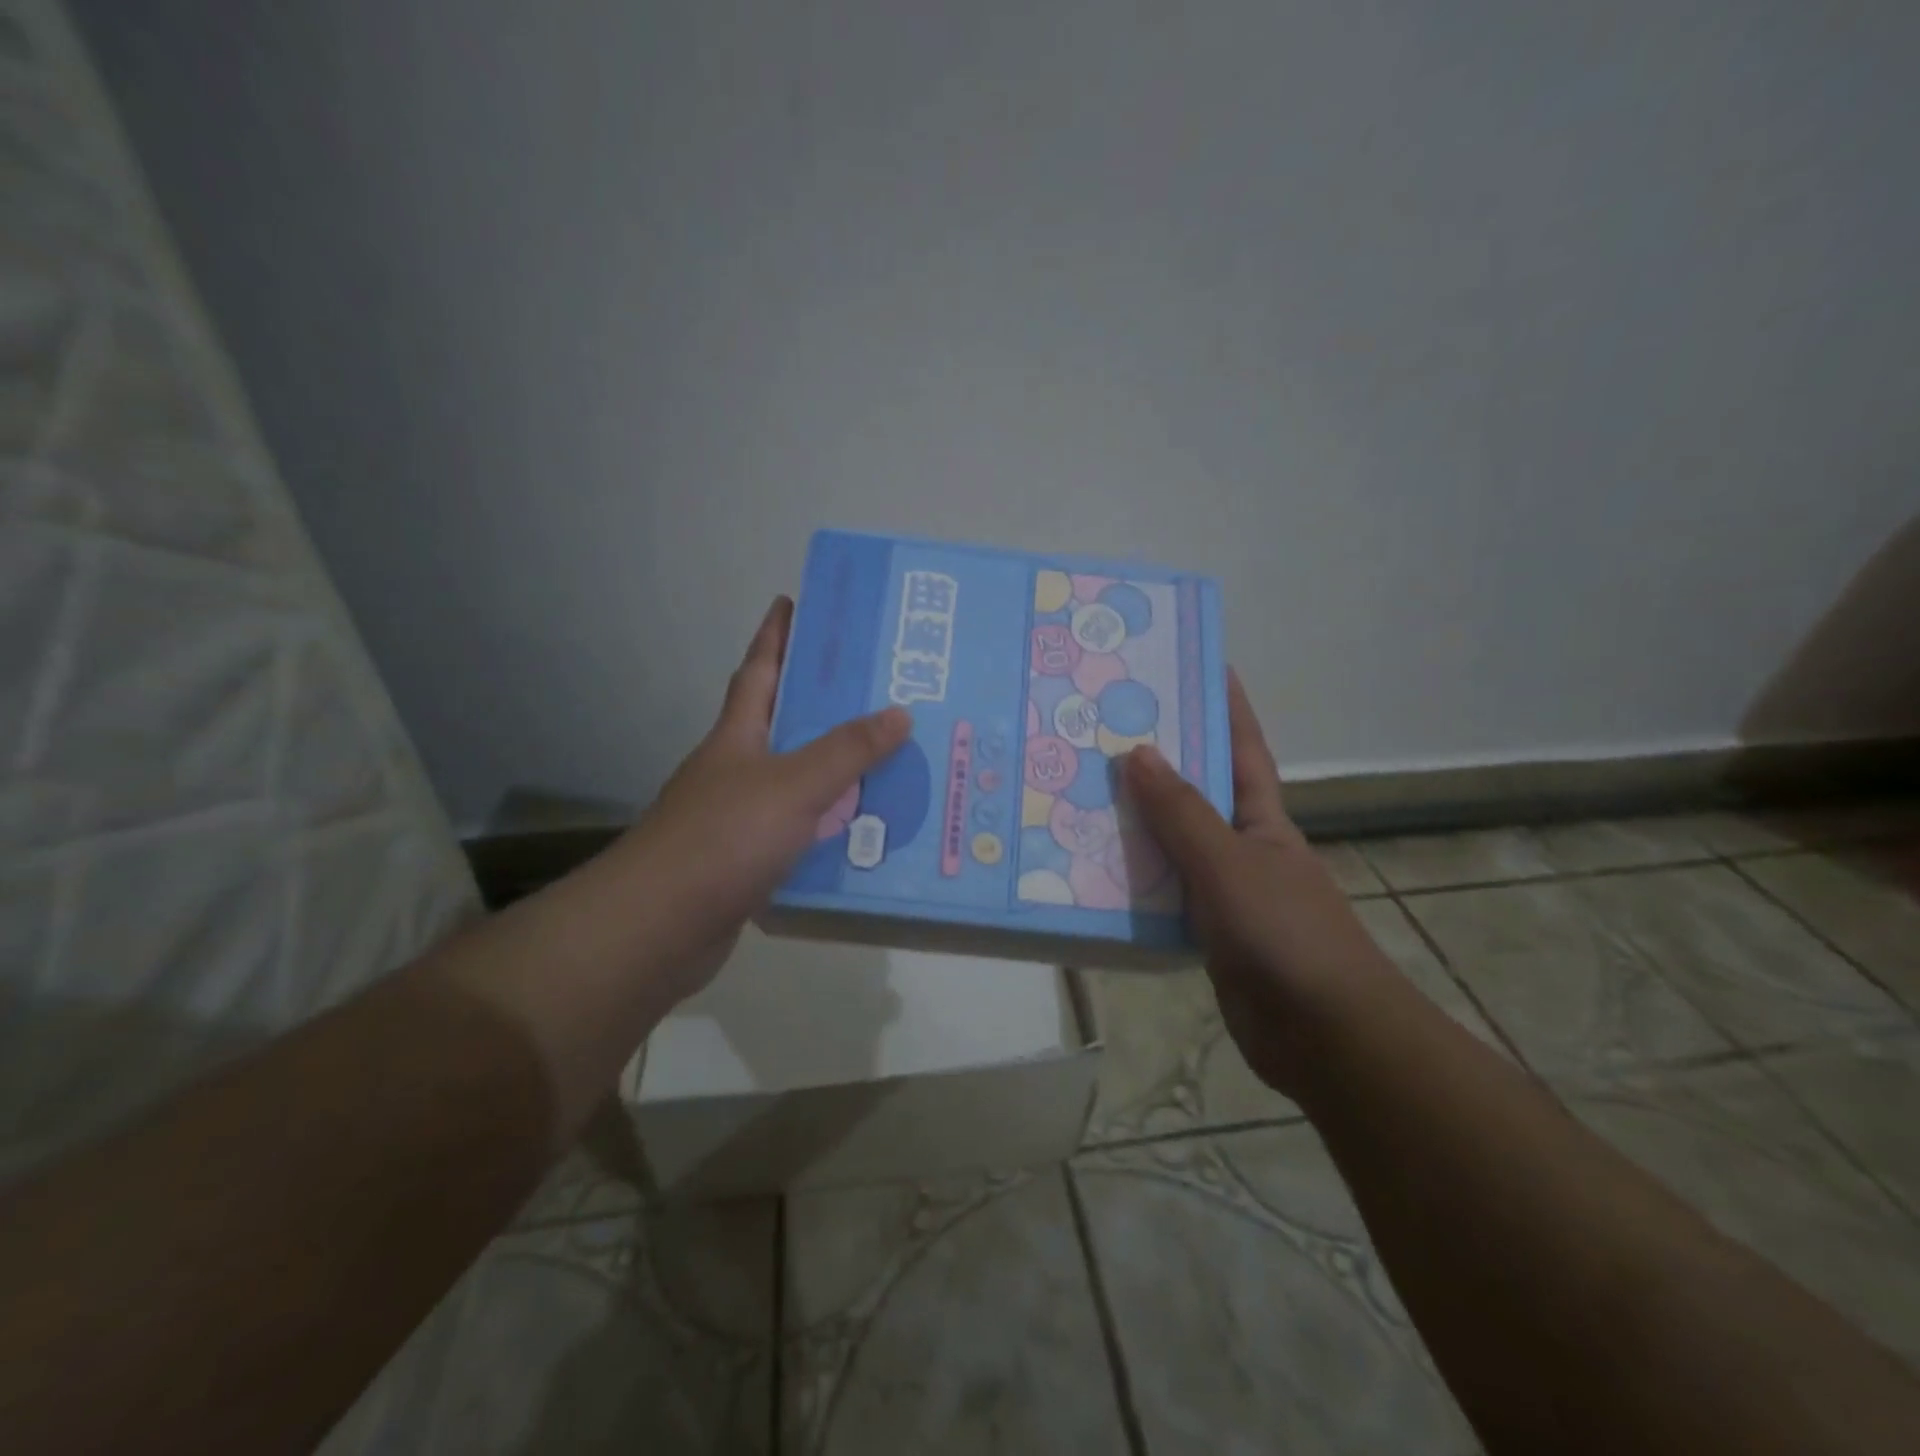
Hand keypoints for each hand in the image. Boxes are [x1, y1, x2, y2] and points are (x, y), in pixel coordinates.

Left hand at [616, 596, 909, 1001]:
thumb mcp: (794, 784)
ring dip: (835, 770)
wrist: (660, 926)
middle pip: (783, 723)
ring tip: (890, 759)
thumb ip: (847, 750)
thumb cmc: (724, 838)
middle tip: (878, 686)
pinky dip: (828, 826)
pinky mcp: (747, 861)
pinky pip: (800, 830)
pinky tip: (863, 832)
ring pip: (797, 780)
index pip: (759, 670)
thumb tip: (899, 712)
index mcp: (738, 736)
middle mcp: (736, 769)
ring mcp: (739, 816)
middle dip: (822, 701)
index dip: (776, 634)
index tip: (794, 600)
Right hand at [1122, 672, 1394, 1095]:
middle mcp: (1243, 846)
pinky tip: (1090, 871)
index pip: (1242, 748)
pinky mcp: (1206, 933)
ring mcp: (1225, 891)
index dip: (1225, 705)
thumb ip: (1181, 813)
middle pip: (1196, 794)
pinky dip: (1133, 882)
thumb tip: (1138, 752)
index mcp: (1262, 819)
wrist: (1324, 1035)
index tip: (1196, 664)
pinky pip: (1162, 895)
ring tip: (1078, 795)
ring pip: (1172, 846)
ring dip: (1134, 826)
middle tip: (1101, 732)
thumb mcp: (1227, 864)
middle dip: (1158, 763)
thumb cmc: (1285, 934)